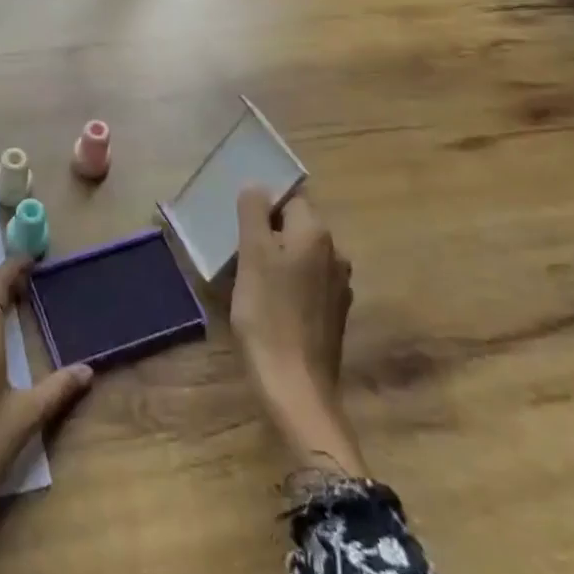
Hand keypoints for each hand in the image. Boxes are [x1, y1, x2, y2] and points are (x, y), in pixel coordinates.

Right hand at [230, 186, 366, 474]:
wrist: (296, 387)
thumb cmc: (268, 314)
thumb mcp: (252, 255)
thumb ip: (254, 213)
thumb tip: (257, 186)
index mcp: (316, 233)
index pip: (290, 197)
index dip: (262, 205)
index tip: (237, 223)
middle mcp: (335, 253)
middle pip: (295, 225)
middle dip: (266, 231)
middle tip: (236, 248)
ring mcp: (338, 285)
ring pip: (300, 254)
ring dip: (275, 257)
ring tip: (246, 274)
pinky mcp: (333, 313)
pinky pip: (306, 281)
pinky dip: (286, 281)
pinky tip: (267, 300)